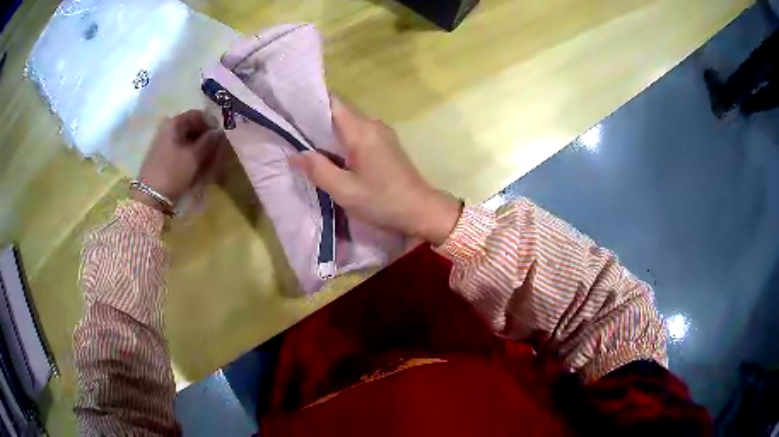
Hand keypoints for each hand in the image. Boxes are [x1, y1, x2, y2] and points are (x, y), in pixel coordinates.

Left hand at [132, 110, 226, 210]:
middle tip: (215, 148)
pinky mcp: (160, 155)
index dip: (211, 123)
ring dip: (197, 145)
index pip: (198, 114)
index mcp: (175, 122)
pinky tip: (194, 163)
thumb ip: (209, 141)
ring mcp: (163, 141)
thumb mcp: (194, 156)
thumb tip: (219, 132)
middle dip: (204, 135)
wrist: (150, 196)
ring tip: (206, 158)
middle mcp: (167, 127)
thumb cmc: (173, 172)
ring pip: (185, 138)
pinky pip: (179, 147)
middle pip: (191, 125)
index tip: (220, 135)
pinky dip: (188, 152)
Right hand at [289, 98, 461, 244]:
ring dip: (327, 130)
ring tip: (303, 140)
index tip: (289, 105)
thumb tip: (294, 155)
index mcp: (361, 131)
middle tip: (290, 128)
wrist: (421, 210)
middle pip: (339, 111)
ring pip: (348, 123)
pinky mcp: (386, 144)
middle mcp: (372, 124)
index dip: (310, 101)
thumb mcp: (344, 190)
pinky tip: (328, 152)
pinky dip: (341, 138)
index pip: (332, 102)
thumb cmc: (382, 201)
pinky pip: (358, 133)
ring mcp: (381, 133)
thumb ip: (317, 170)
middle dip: (314, 118)